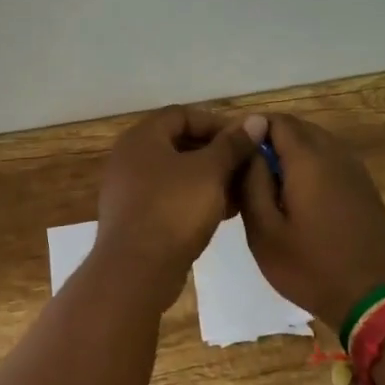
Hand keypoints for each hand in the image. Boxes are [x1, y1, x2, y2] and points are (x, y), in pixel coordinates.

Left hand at [96, 106, 258, 286]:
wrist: (137, 270)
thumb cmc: (174, 209)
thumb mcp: (210, 172)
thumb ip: (233, 144)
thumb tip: (255, 120)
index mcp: (142, 137)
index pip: (182, 115)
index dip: (216, 123)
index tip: (245, 140)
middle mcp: (130, 158)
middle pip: (179, 144)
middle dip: (216, 154)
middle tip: (246, 167)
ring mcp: (129, 190)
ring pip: (176, 174)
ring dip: (209, 179)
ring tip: (241, 192)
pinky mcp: (135, 218)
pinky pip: (169, 198)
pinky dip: (195, 199)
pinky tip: (223, 213)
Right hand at [237, 112, 384, 328]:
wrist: (378, 301)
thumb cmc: (312, 267)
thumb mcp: (265, 232)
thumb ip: (251, 183)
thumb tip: (247, 148)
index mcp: (308, 159)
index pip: (276, 120)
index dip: (250, 129)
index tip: (233, 153)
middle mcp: (335, 154)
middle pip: (298, 128)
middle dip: (270, 141)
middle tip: (246, 172)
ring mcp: (355, 171)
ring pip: (316, 144)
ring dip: (290, 155)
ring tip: (268, 187)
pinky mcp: (365, 189)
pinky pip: (331, 162)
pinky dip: (310, 168)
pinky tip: (298, 200)